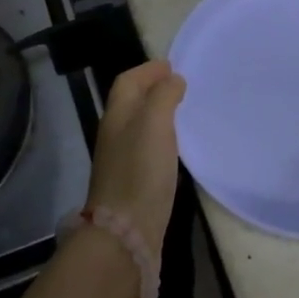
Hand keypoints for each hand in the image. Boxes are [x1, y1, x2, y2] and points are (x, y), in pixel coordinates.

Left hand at [86, 60, 186, 251]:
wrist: (126, 232)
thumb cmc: (140, 171)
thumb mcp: (155, 123)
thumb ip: (164, 96)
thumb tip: (173, 80)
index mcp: (117, 115)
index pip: (128, 81)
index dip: (148, 70)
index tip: (172, 65)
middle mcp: (115, 134)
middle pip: (131, 101)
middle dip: (153, 88)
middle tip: (181, 85)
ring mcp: (122, 160)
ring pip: (139, 124)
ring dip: (158, 112)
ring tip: (183, 110)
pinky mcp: (133, 182)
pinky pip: (146, 147)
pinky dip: (161, 136)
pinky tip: (176, 146)